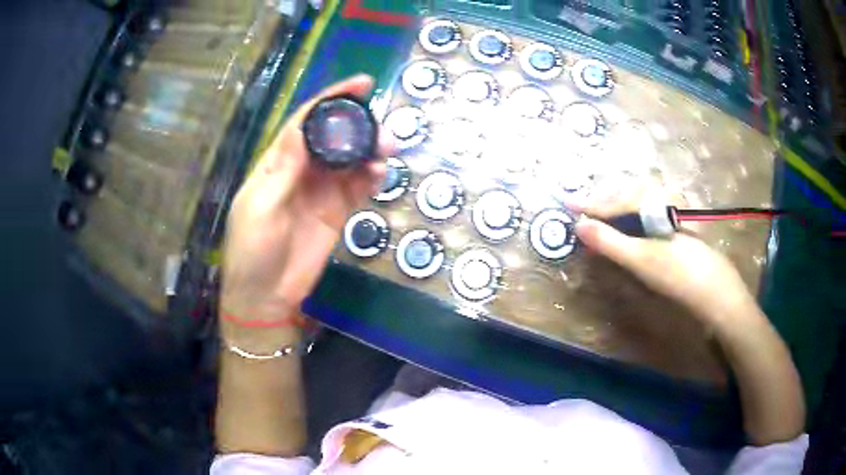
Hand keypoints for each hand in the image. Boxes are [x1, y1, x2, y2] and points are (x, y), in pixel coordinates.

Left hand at [220, 75, 389, 328]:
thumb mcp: (260, 207)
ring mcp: (321, 191)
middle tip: (383, 129)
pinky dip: (371, 177)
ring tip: (387, 149)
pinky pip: (357, 188)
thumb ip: (283, 169)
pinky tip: (380, 173)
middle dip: (358, 126)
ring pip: (350, 160)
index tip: (362, 84)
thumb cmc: (252, 250)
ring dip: (370, 150)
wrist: (266, 295)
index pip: (305, 121)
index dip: (331, 100)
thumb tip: (303, 128)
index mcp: (277, 163)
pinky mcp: (337, 212)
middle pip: (333, 137)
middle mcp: (301, 171)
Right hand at [571, 186, 757, 327]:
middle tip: (583, 215)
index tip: (568, 205)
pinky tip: (628, 232)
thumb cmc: (678, 275)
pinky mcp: (679, 228)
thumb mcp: (641, 259)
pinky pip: (650, 216)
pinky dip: (633, 223)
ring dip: (618, 213)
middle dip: (604, 206)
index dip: (593, 205)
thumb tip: (579, 226)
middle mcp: (666, 200)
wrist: (716, 293)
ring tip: (601, 222)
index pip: (617, 200)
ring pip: (639, 206)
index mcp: (657, 201)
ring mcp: (675, 214)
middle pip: (627, 197)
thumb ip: (609, 241)